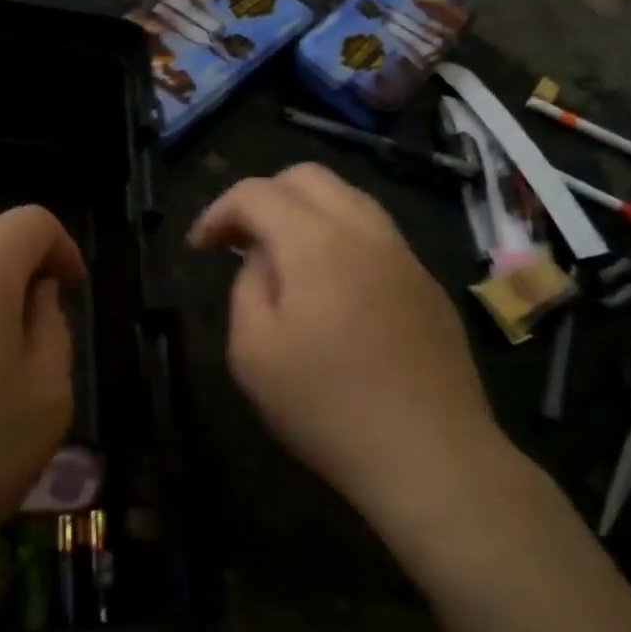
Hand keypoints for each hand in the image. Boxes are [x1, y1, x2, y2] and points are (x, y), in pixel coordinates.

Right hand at [189, 164, 500, 521]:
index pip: (257, 192)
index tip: (200, 247)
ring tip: (285, 258)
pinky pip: (377, 235)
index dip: (219, 211)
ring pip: (350, 199)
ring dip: (306, 213)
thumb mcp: (253, 352)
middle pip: (308, 177)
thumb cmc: (327, 406)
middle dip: (264, 197)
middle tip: (240, 241)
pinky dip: (342, 238)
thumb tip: (262, 259)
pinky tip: (334, 289)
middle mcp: (365, 231)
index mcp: (316, 242)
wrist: (430, 454)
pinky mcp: (428, 283)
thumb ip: (247, 287)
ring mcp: (404, 255)